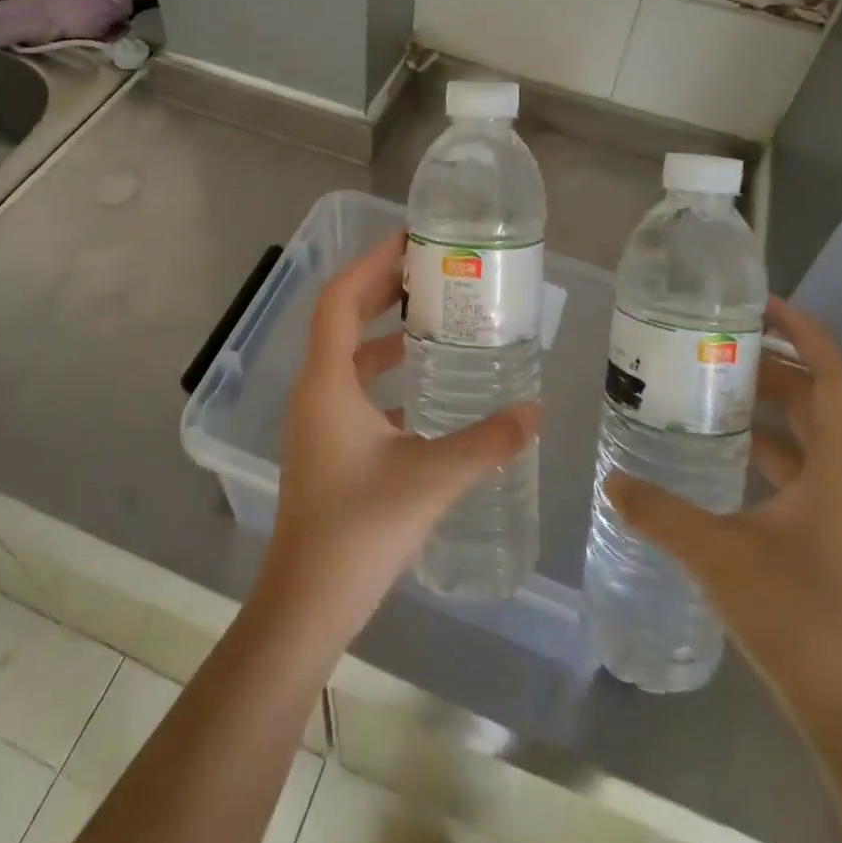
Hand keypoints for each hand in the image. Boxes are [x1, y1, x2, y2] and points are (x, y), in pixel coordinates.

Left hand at [256, 229, 539, 638]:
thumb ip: (486, 442)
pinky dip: (384, 373)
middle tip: (430, 269)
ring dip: (383, 331)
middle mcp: (315, 391)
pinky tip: (424, 387)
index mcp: (327, 382)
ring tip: (433, 317)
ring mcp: (317, 420)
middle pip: (342, 319)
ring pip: (348, 356)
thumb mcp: (430, 478)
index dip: (371, 263)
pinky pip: (354, 389)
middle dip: (381, 288)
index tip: (409, 239)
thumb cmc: (358, 531)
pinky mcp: (326, 445)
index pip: (340, 299)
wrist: (306, 603)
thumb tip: (535, 411)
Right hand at [605, 296, 841, 729]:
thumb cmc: (802, 619)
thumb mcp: (719, 556)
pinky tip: (719, 457)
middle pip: (819, 400)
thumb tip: (611, 478)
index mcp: (840, 468)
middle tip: (714, 345)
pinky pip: (799, 472)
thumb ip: (661, 512)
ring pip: (808, 437)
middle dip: (772, 366)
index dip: (805, 333)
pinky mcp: (830, 539)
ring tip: (709, 389)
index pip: (835, 377)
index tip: (761, 304)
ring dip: (767, 409)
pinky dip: (764, 450)